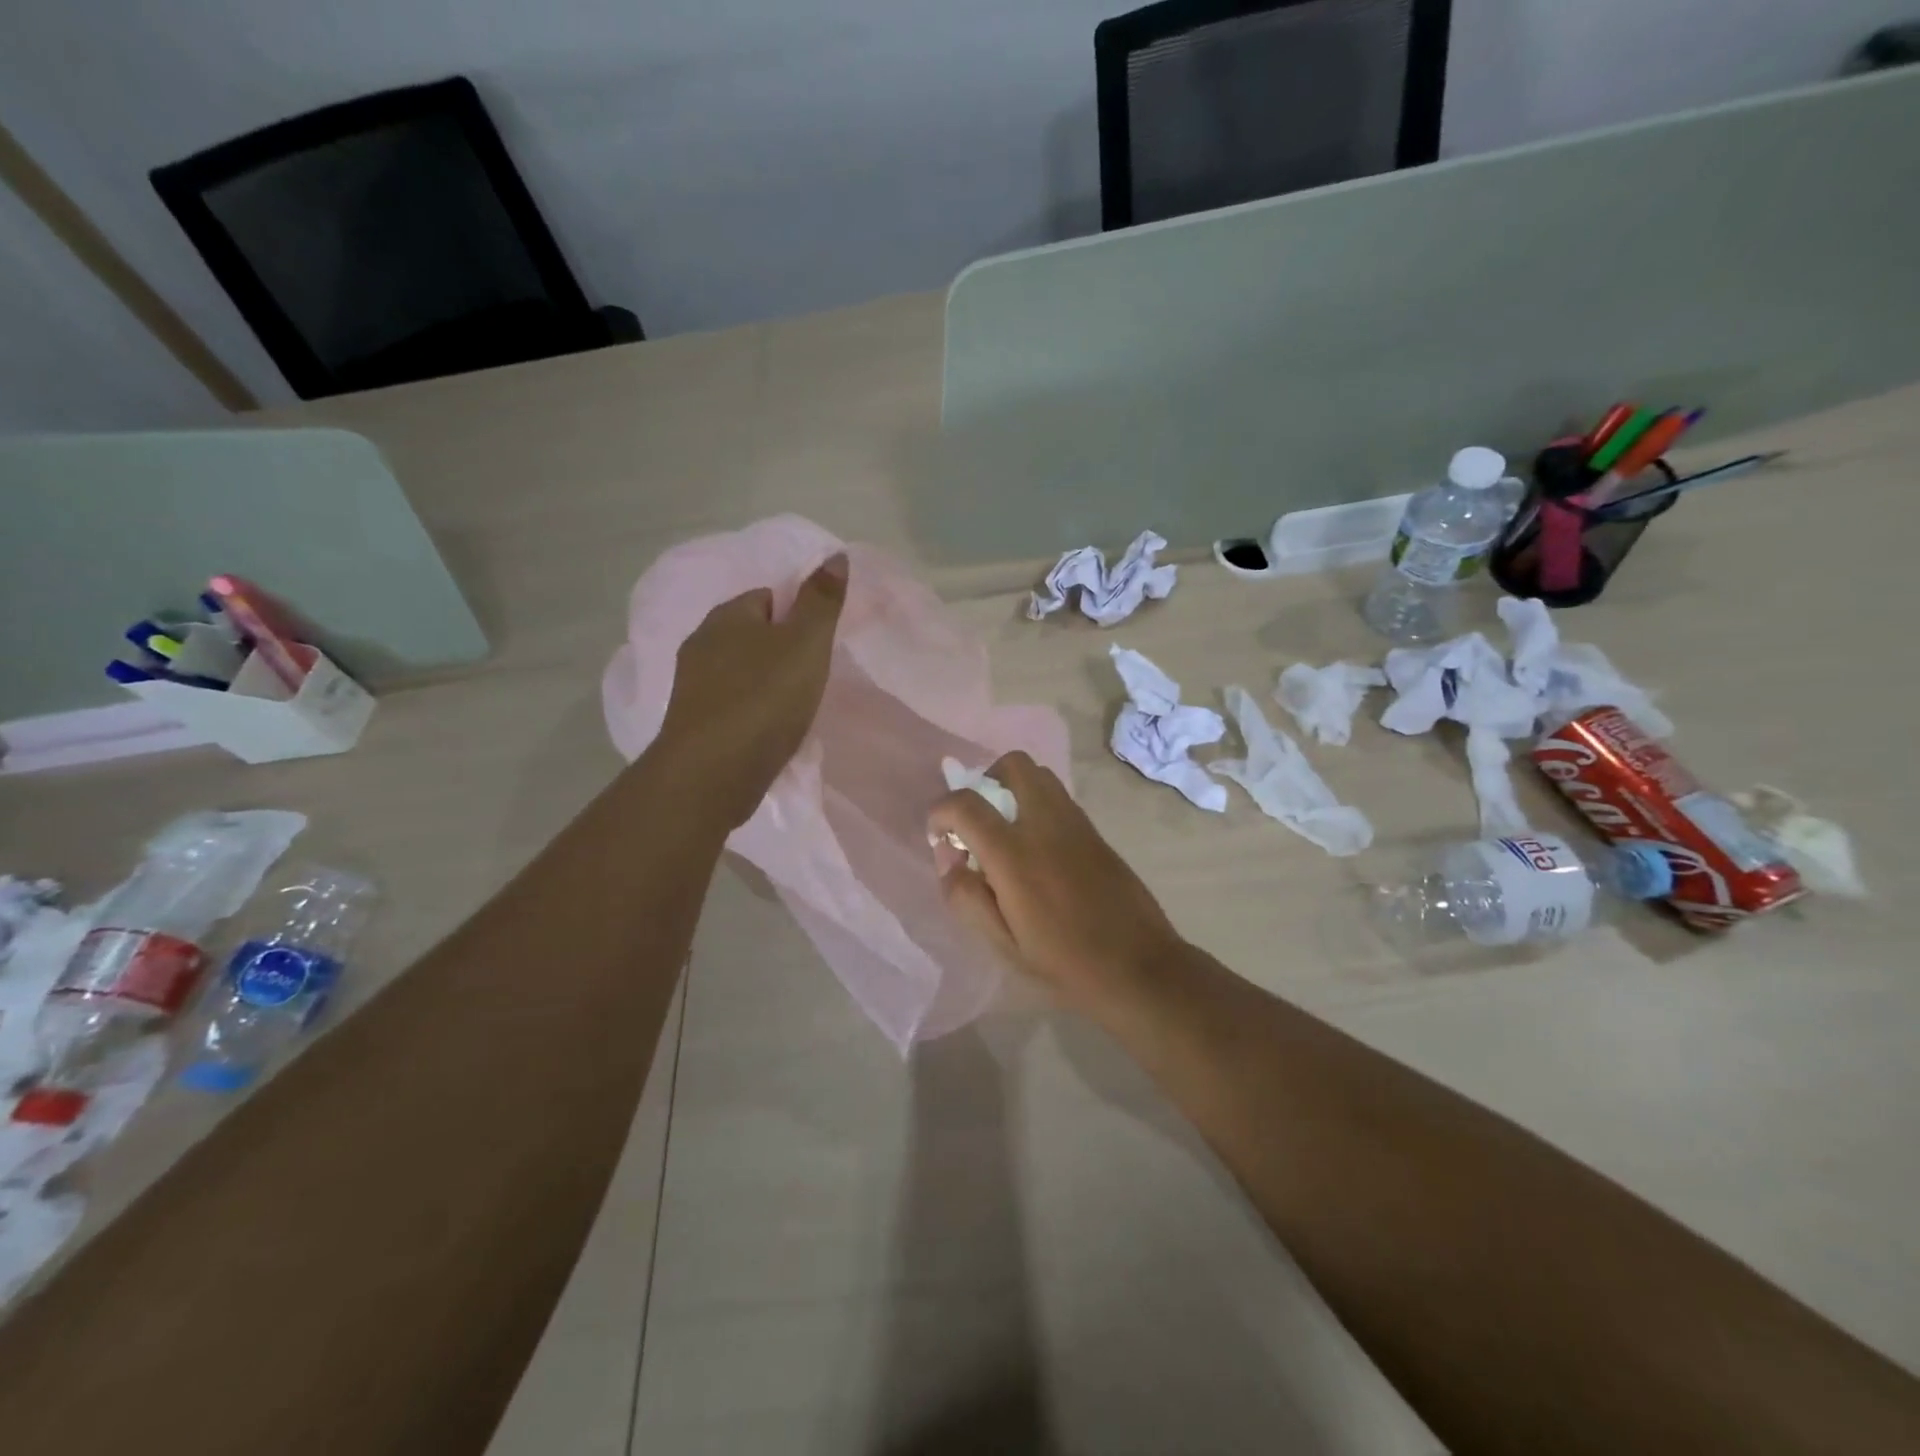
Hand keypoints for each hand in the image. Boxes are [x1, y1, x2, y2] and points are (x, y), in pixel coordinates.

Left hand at [653, 554, 848, 826]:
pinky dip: (751, 711)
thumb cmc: (763, 700)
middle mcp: (701, 642)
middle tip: (811, 677)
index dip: (796, 615)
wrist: (711, 774)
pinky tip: (769, 731)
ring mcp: (692, 685)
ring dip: (765, 682)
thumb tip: (834, 554)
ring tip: (793, 707)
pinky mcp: (693, 723)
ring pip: (739, 670)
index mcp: (727, 616)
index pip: (767, 596)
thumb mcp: (805, 643)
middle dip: (780, 650)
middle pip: (751, 634)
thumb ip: (821, 600)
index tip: (818, 644)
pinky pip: (731, 703)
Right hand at [928, 751, 1184, 1011]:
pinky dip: (1038, 805)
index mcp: (1014, 855)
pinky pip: (1060, 798)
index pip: (965, 803)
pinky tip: (1038, 849)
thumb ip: (967, 899)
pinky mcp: (1096, 832)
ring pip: (1041, 775)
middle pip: (1013, 764)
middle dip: (985, 780)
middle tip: (978, 818)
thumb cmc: (1065, 964)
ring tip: (1007, 831)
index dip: (940, 812)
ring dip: (1014, 789)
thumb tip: (949, 862)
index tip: (939, 836)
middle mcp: (1046, 825)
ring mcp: (1076, 824)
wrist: (1139, 967)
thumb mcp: (1004, 945)